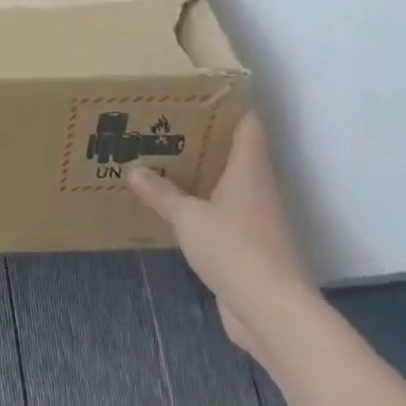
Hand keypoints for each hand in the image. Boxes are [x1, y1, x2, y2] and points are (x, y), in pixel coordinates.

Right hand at [127, 112, 313, 359]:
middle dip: (203, 139)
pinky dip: (203, 209)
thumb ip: (160, 193)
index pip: (248, 123)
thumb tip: (133, 169)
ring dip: (202, 176)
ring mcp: (258, 220)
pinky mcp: (251, 248)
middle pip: (235, 152)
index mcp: (249, 169)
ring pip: (228, 186)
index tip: (199, 93)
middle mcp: (258, 189)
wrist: (273, 312)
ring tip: (163, 162)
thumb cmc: (235, 249)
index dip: (229, 104)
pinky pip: (224, 217)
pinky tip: (176, 210)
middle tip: (165, 125)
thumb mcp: (187, 217)